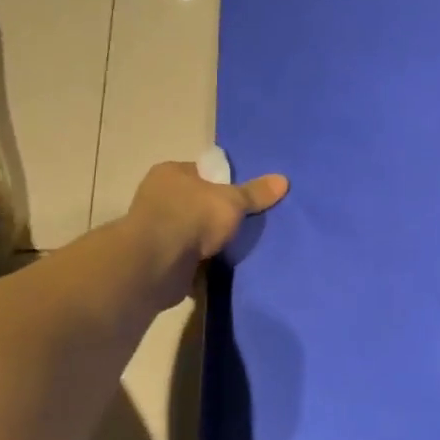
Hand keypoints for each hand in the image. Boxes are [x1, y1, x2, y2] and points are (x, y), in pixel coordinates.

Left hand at [125, 160, 289, 299]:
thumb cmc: (192, 217)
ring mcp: (155, 230)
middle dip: (216, 215)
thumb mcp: (232, 200)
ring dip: (207, 241)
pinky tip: (219, 267)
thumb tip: (284, 180)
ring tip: (236, 247)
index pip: (202, 172)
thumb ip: (255, 193)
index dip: (223, 183)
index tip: (243, 197)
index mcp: (170, 173)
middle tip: (244, 223)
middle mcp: (158, 197)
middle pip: (196, 203)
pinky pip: (186, 258)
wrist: (157, 264)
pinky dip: (200, 263)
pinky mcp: (157, 259)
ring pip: (191, 232)